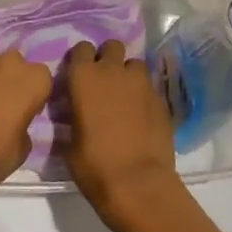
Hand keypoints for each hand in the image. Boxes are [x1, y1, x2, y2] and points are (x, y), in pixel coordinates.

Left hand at [0, 51, 52, 214]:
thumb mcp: (25, 144)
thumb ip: (25, 122)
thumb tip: (16, 120)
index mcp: (35, 80)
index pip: (43, 78)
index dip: (35, 92)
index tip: (29, 108)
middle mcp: (12, 63)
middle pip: (17, 65)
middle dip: (13, 79)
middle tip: (7, 101)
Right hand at [61, 40, 187, 231]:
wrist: (138, 184)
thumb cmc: (94, 165)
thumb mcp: (69, 142)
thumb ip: (71, 118)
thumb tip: (74, 115)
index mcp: (84, 77)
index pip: (81, 49)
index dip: (81, 60)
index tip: (80, 76)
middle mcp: (113, 71)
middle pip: (112, 47)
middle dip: (109, 59)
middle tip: (104, 82)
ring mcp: (141, 84)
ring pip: (135, 65)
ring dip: (129, 75)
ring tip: (126, 97)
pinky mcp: (162, 100)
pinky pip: (150, 87)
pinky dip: (144, 96)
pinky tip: (141, 116)